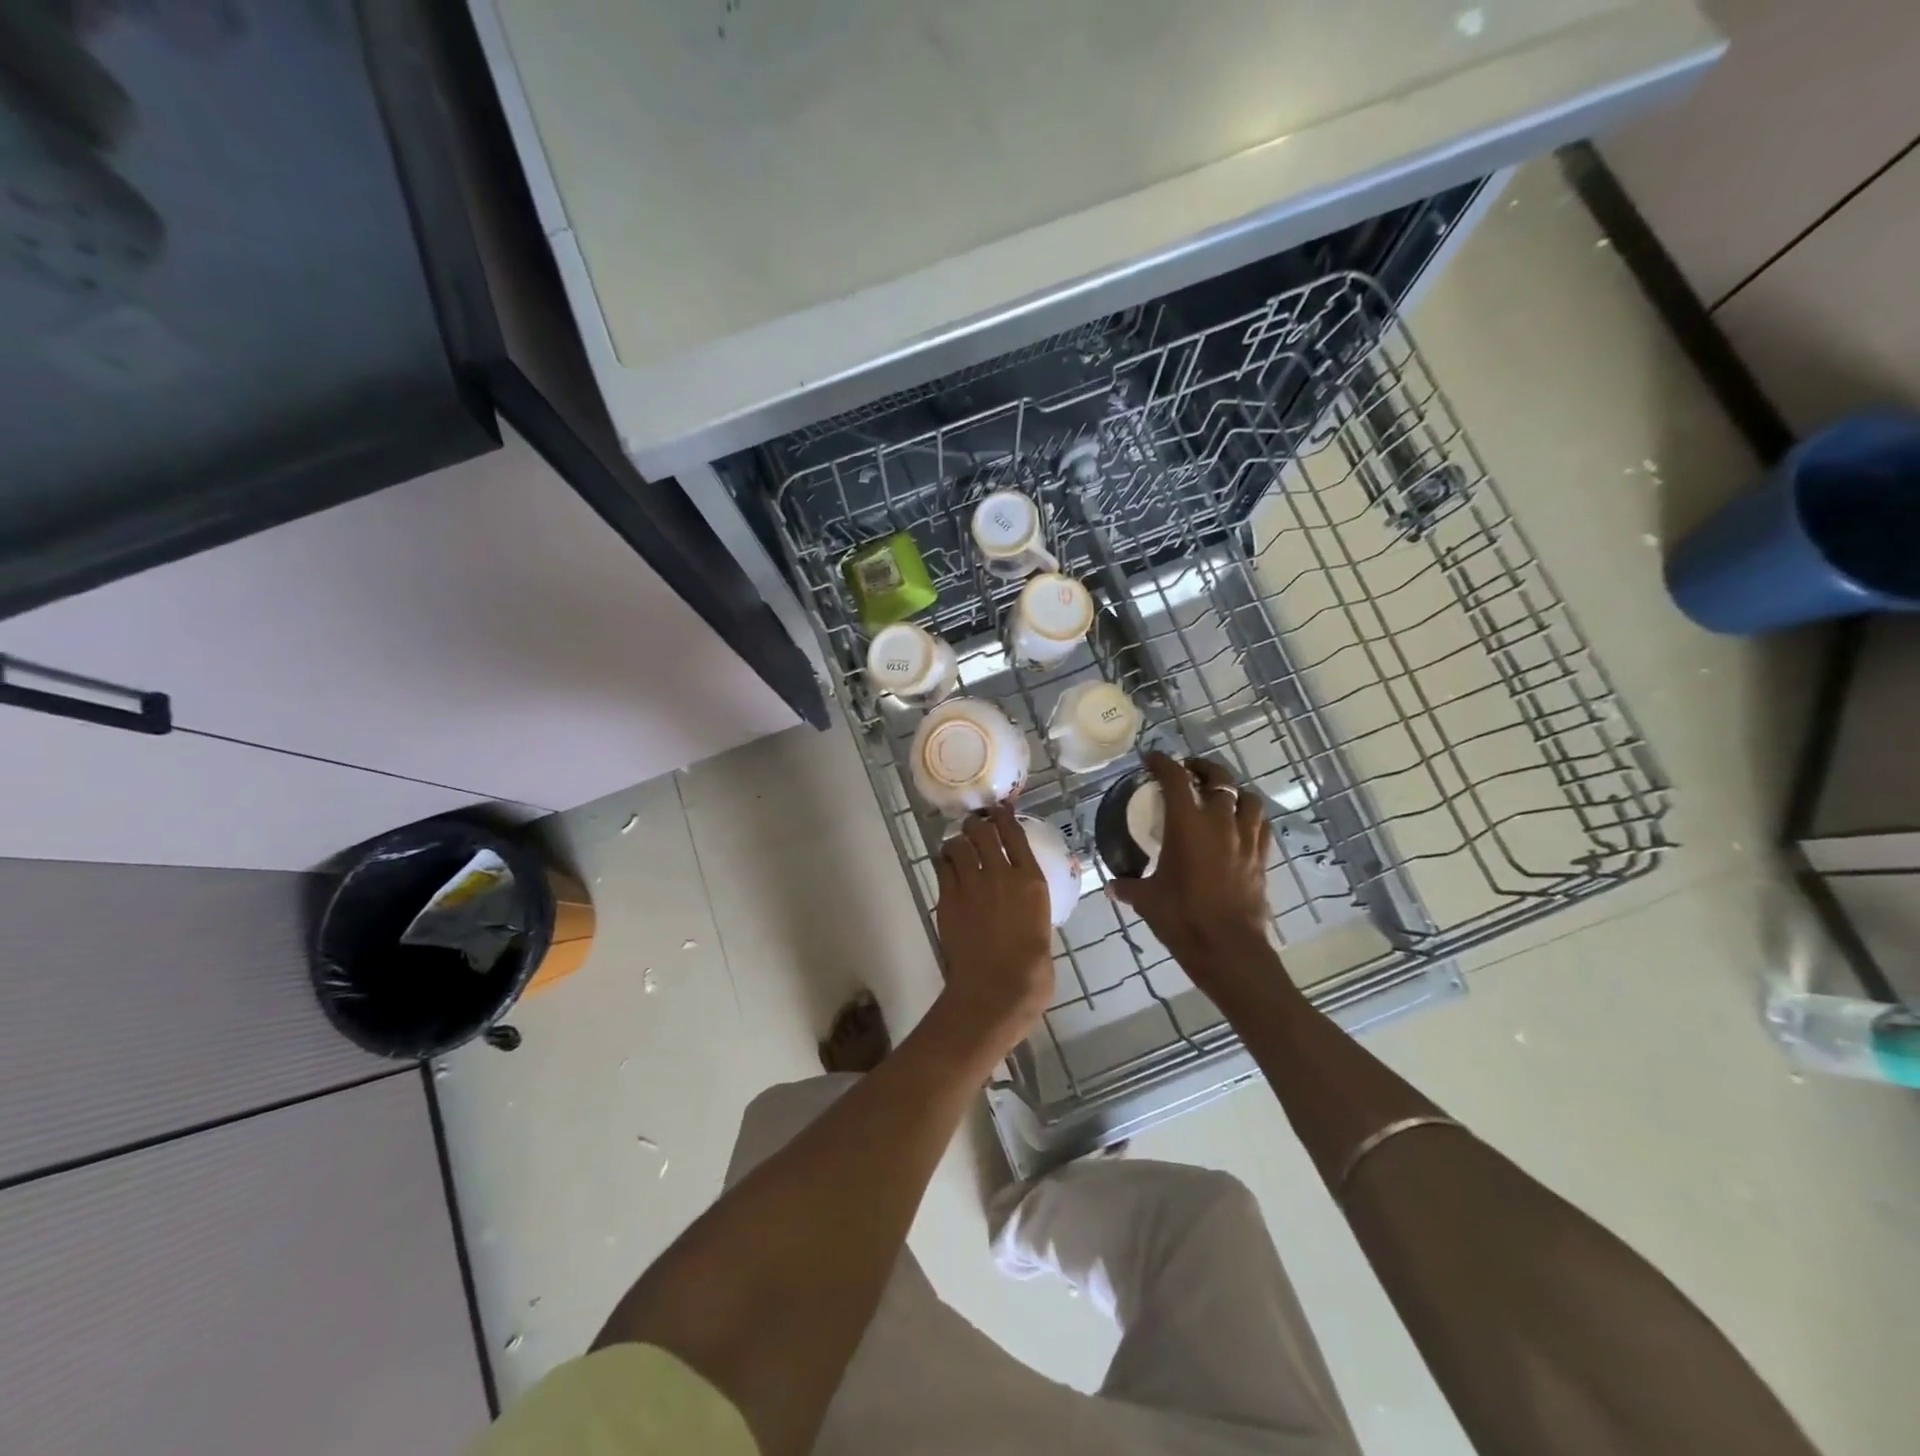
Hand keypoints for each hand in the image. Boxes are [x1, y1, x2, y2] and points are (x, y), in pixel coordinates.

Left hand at [932, 805, 1054, 1057]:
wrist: (996, 990)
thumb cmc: (1031, 970)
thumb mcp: (1041, 926)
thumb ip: (1029, 903)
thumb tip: (1020, 898)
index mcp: (1030, 880)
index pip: (1014, 833)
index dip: (1003, 817)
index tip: (998, 810)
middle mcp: (1000, 873)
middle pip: (982, 832)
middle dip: (976, 824)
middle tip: (974, 826)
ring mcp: (971, 885)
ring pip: (959, 845)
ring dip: (958, 842)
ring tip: (958, 846)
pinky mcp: (947, 899)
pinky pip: (943, 868)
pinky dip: (945, 863)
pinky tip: (947, 867)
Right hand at [1110, 753, 1275, 974]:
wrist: (1229, 949)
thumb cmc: (1183, 919)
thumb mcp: (1147, 900)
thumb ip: (1129, 886)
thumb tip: (1113, 885)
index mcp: (1188, 825)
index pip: (1175, 779)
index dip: (1162, 763)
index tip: (1151, 759)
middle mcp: (1221, 822)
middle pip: (1219, 778)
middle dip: (1202, 768)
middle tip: (1188, 771)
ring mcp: (1247, 839)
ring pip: (1247, 798)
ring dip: (1232, 791)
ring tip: (1219, 796)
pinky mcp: (1262, 858)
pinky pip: (1261, 825)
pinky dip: (1250, 816)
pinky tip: (1240, 825)